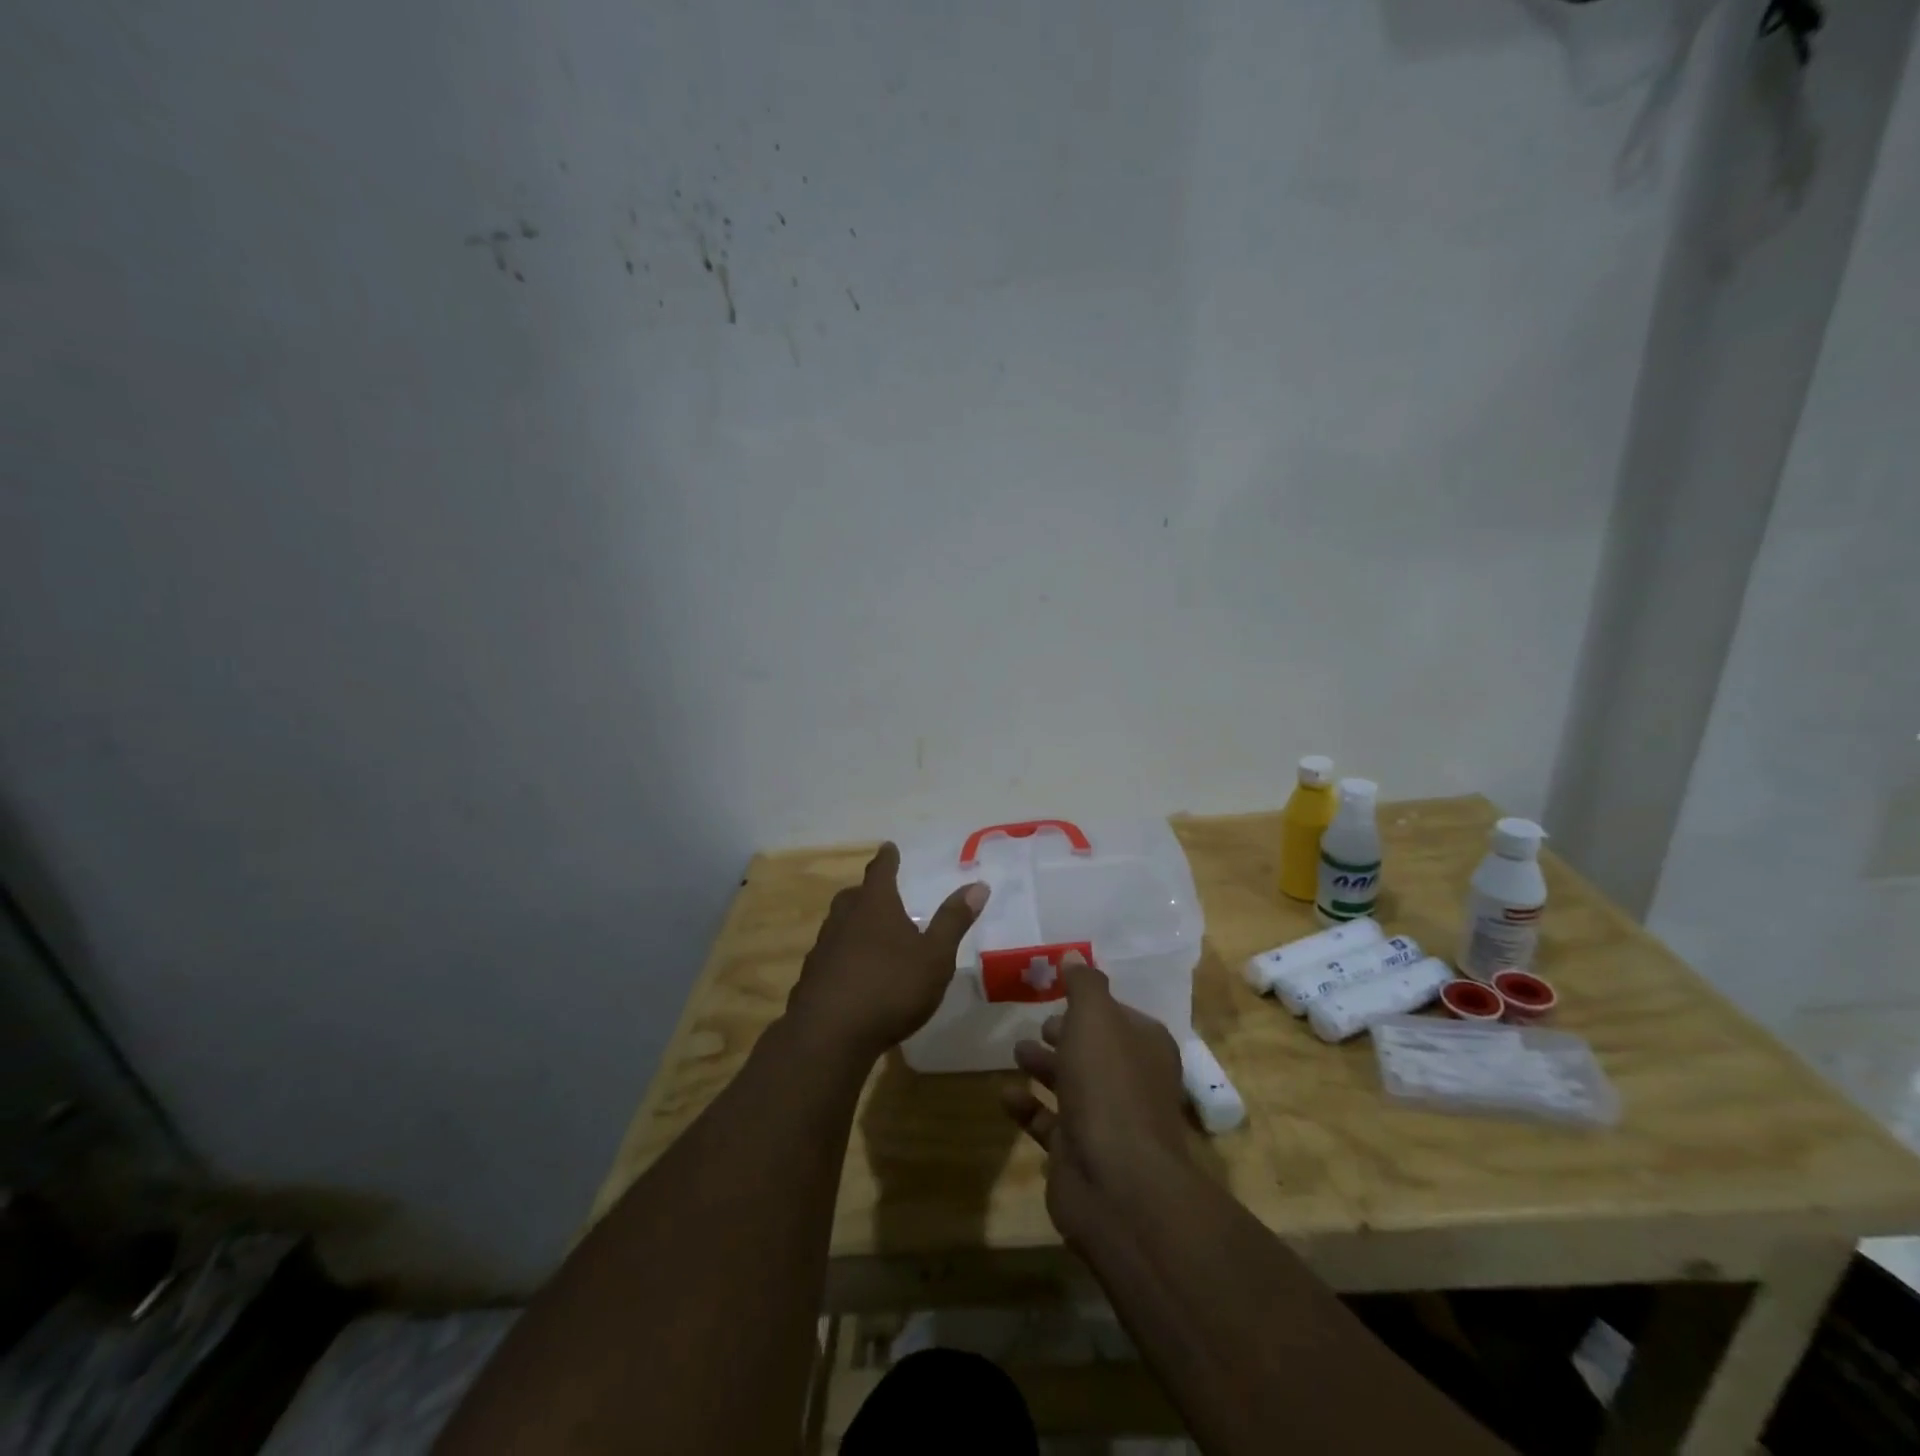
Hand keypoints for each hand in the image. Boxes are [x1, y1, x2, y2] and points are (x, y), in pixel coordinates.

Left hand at [784, 843, 987, 1063]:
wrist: (829, 1034)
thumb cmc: (891, 987)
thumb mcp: (935, 956)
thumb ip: (954, 921)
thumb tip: (978, 884)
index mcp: (875, 906)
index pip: (881, 871)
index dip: (887, 859)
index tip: (889, 847)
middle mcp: (844, 919)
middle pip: (854, 896)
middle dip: (867, 892)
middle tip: (880, 894)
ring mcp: (823, 948)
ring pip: (838, 925)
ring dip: (853, 924)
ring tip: (869, 933)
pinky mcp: (811, 978)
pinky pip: (830, 956)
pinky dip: (842, 956)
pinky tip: (853, 974)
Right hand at [1001, 953, 1195, 1243]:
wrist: (1116, 1182)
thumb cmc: (1108, 1085)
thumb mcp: (1095, 1018)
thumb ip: (1084, 985)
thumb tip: (1075, 955)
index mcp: (1145, 1046)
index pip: (1119, 1015)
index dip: (1091, 1004)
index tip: (1058, 991)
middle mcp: (1131, 1081)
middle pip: (1095, 1050)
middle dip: (1066, 1035)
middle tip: (1037, 1024)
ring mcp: (1106, 1121)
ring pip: (1072, 1085)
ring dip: (1044, 1067)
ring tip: (1016, 1052)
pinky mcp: (1079, 1154)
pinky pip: (1049, 1123)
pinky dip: (1028, 1107)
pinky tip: (1005, 1095)